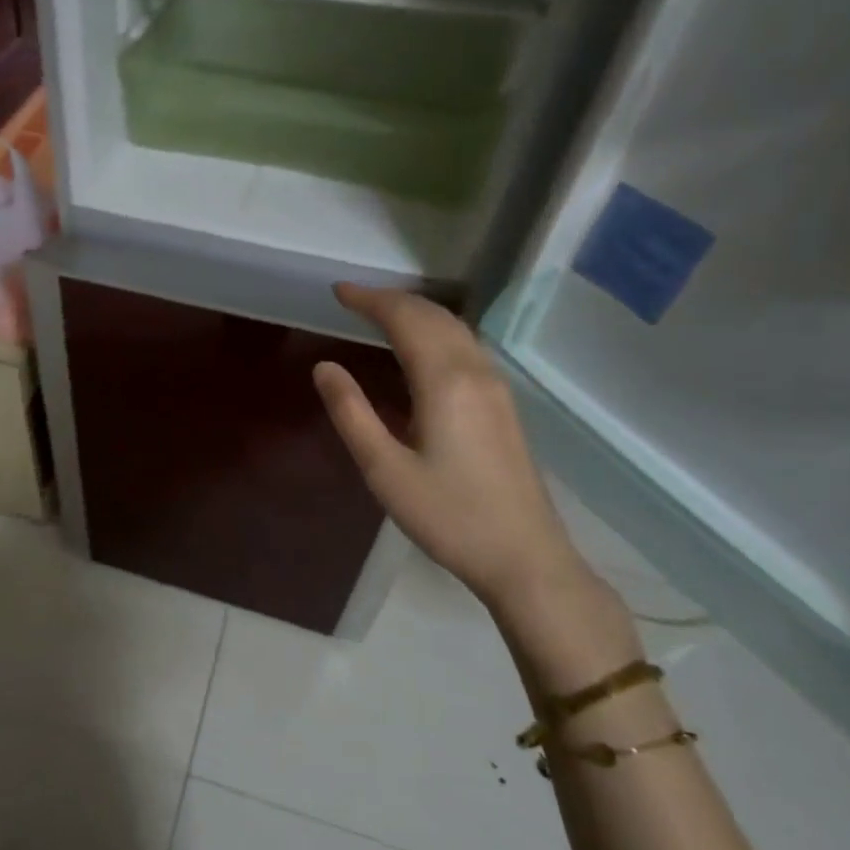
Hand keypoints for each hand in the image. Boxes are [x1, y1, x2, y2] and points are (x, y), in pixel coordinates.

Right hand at [313, 284, 588, 613]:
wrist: (524, 557)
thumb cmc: (448, 516)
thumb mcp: (384, 469)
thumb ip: (351, 413)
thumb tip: (325, 367)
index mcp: (445, 382)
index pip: (405, 319)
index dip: (370, 300)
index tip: (338, 292)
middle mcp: (476, 372)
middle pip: (434, 315)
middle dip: (392, 300)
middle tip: (353, 299)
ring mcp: (496, 387)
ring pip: (455, 328)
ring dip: (416, 313)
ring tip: (380, 315)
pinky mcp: (503, 405)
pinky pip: (466, 346)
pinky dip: (436, 331)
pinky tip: (420, 349)